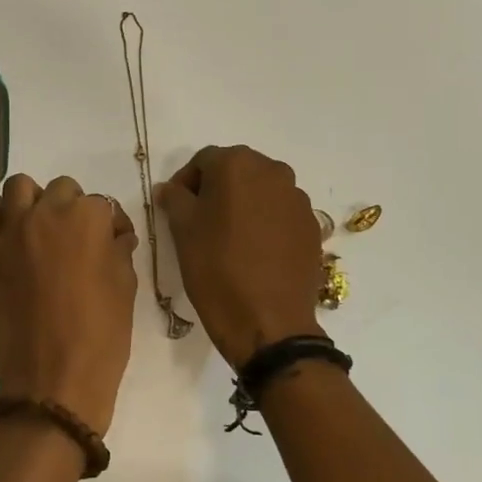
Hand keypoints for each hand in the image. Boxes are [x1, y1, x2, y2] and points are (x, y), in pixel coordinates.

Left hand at [0, 175, 137, 434]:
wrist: (55, 381)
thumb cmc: (102, 336)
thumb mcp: (125, 287)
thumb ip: (119, 250)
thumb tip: (115, 235)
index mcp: (88, 218)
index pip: (102, 204)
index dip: (109, 226)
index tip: (112, 245)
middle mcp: (47, 213)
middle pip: (62, 189)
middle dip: (73, 208)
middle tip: (77, 241)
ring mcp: (12, 231)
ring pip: (19, 187)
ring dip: (33, 201)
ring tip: (41, 230)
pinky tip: (5, 235)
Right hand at [156, 145, 324, 367]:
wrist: (268, 321)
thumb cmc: (216, 268)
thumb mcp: (182, 230)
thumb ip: (174, 199)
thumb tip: (170, 189)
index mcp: (237, 165)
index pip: (203, 161)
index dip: (185, 182)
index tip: (176, 208)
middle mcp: (273, 172)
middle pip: (236, 170)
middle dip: (216, 189)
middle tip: (200, 221)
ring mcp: (297, 199)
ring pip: (261, 191)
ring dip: (243, 204)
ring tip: (229, 238)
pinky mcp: (312, 226)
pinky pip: (281, 214)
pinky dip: (265, 223)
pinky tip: (254, 252)